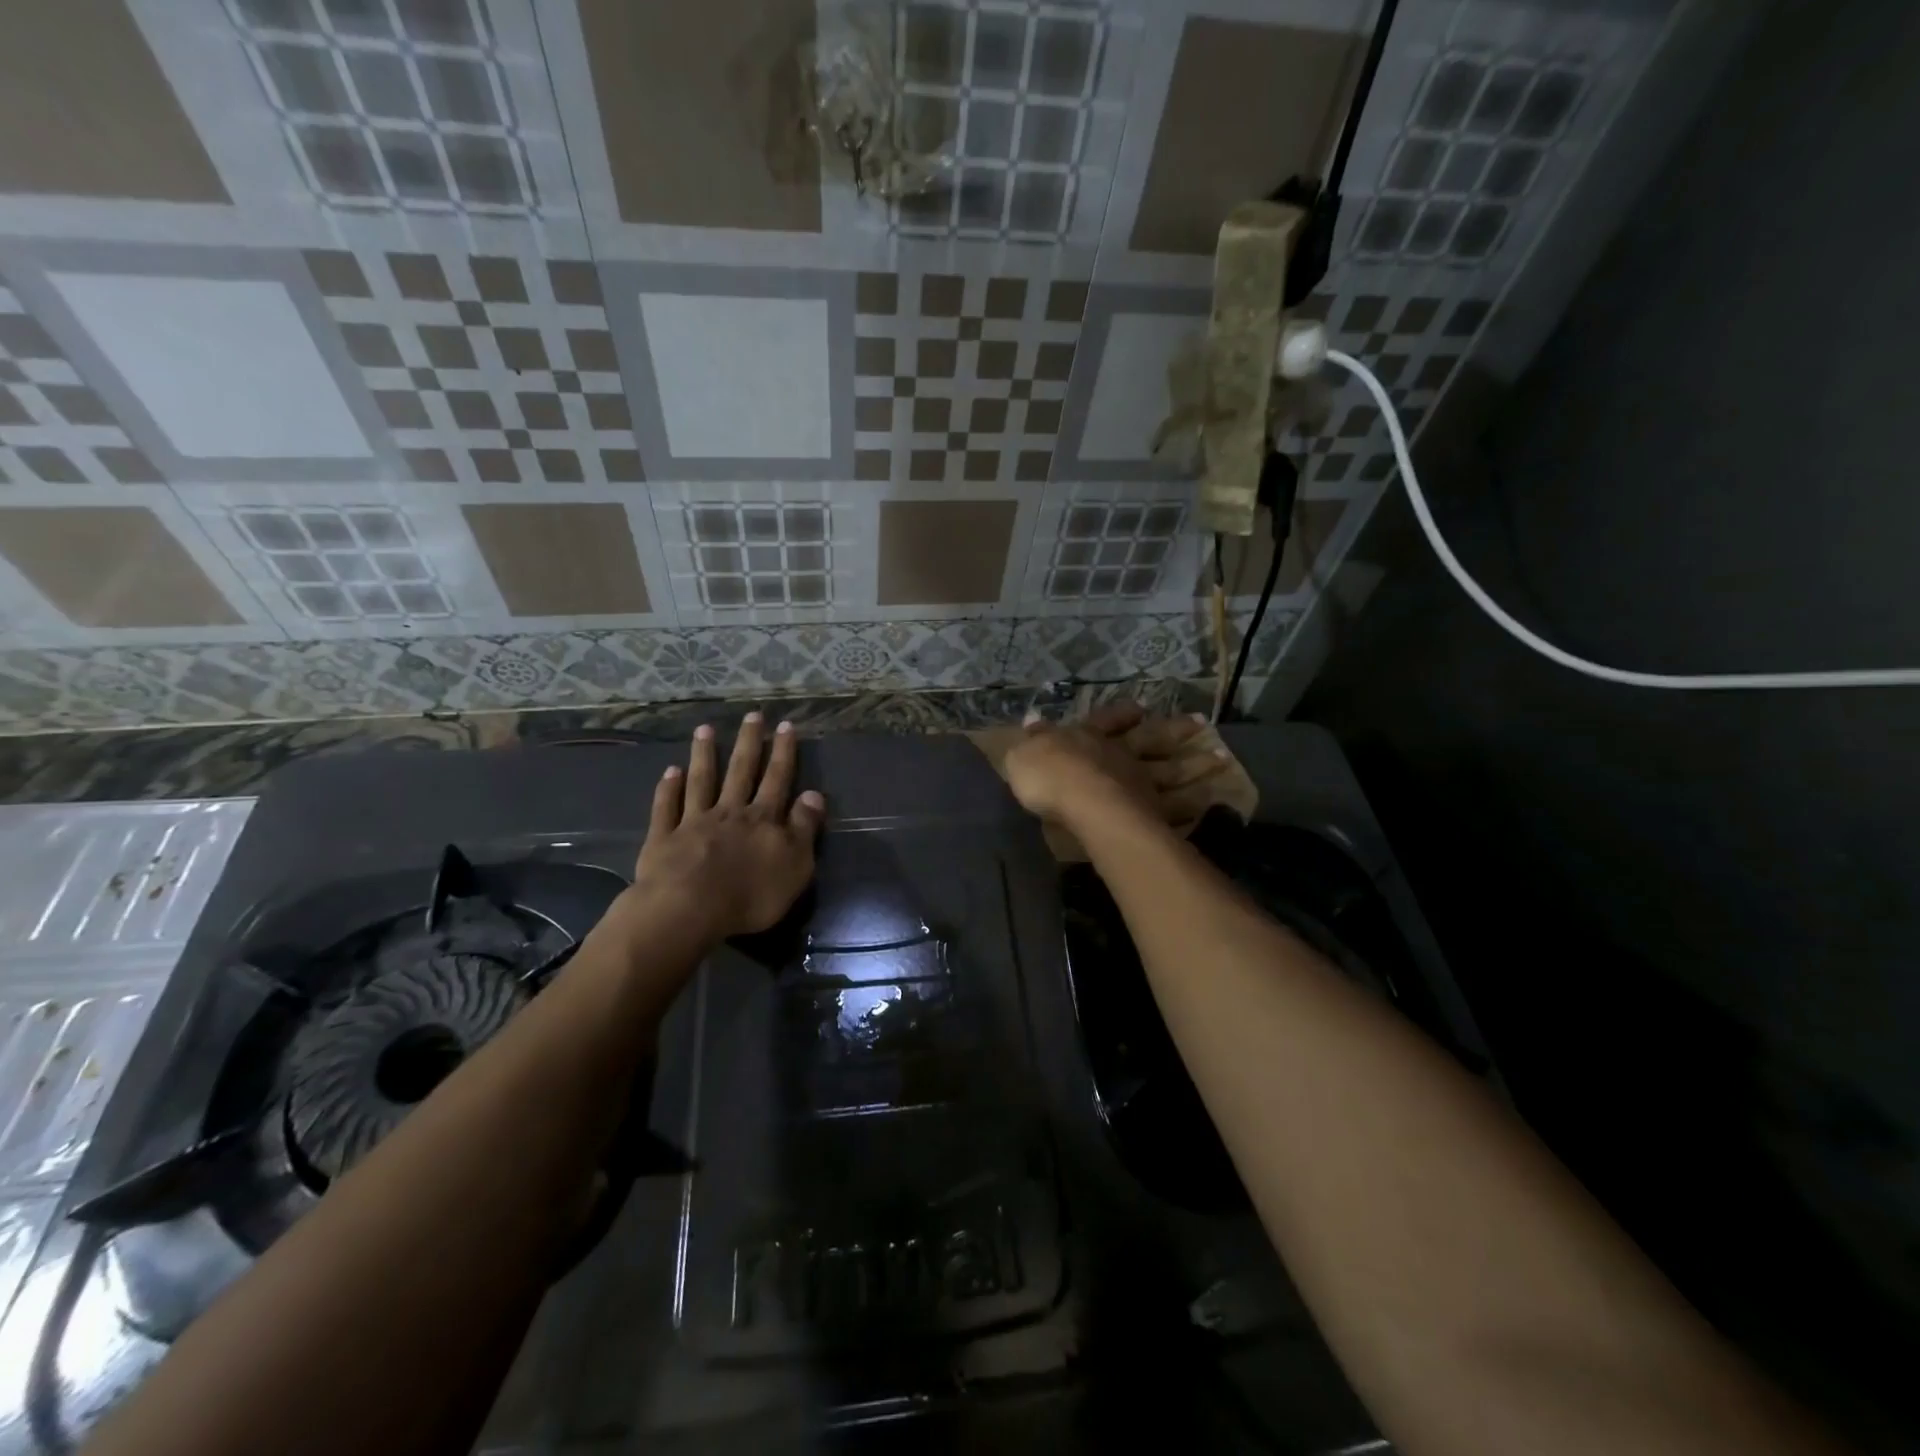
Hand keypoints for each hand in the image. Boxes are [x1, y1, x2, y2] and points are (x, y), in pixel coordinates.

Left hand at [630, 713, 824, 941]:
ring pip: (701, 782)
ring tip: (704, 729)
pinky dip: (668, 789)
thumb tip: (813, 795)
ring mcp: (694, 823)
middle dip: (748, 742)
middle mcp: (730, 812)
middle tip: (751, 715)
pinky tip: (670, 772)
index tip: (785, 725)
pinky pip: (667, 808)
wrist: (689, 910)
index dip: (783, 752)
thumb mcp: (795, 866)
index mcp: (763, 820)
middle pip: (740, 772)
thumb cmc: (751, 895)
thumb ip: (804, 829)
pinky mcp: (664, 839)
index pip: (777, 779)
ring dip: (704, 755)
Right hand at [1002, 702, 1229, 829]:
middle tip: (1203, 724)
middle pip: (1154, 739)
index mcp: (1091, 738)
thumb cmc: (1048, 774)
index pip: (1108, 719)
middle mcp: (1121, 755)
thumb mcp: (1025, 752)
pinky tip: (1209, 804)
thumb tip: (1032, 722)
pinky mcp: (1153, 812)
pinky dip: (1194, 805)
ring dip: (1198, 765)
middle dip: (1176, 730)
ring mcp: (1142, 782)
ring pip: (1174, 771)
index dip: (1122, 714)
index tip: (1141, 708)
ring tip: (1223, 760)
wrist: (1076, 800)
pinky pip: (1177, 808)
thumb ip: (1033, 739)